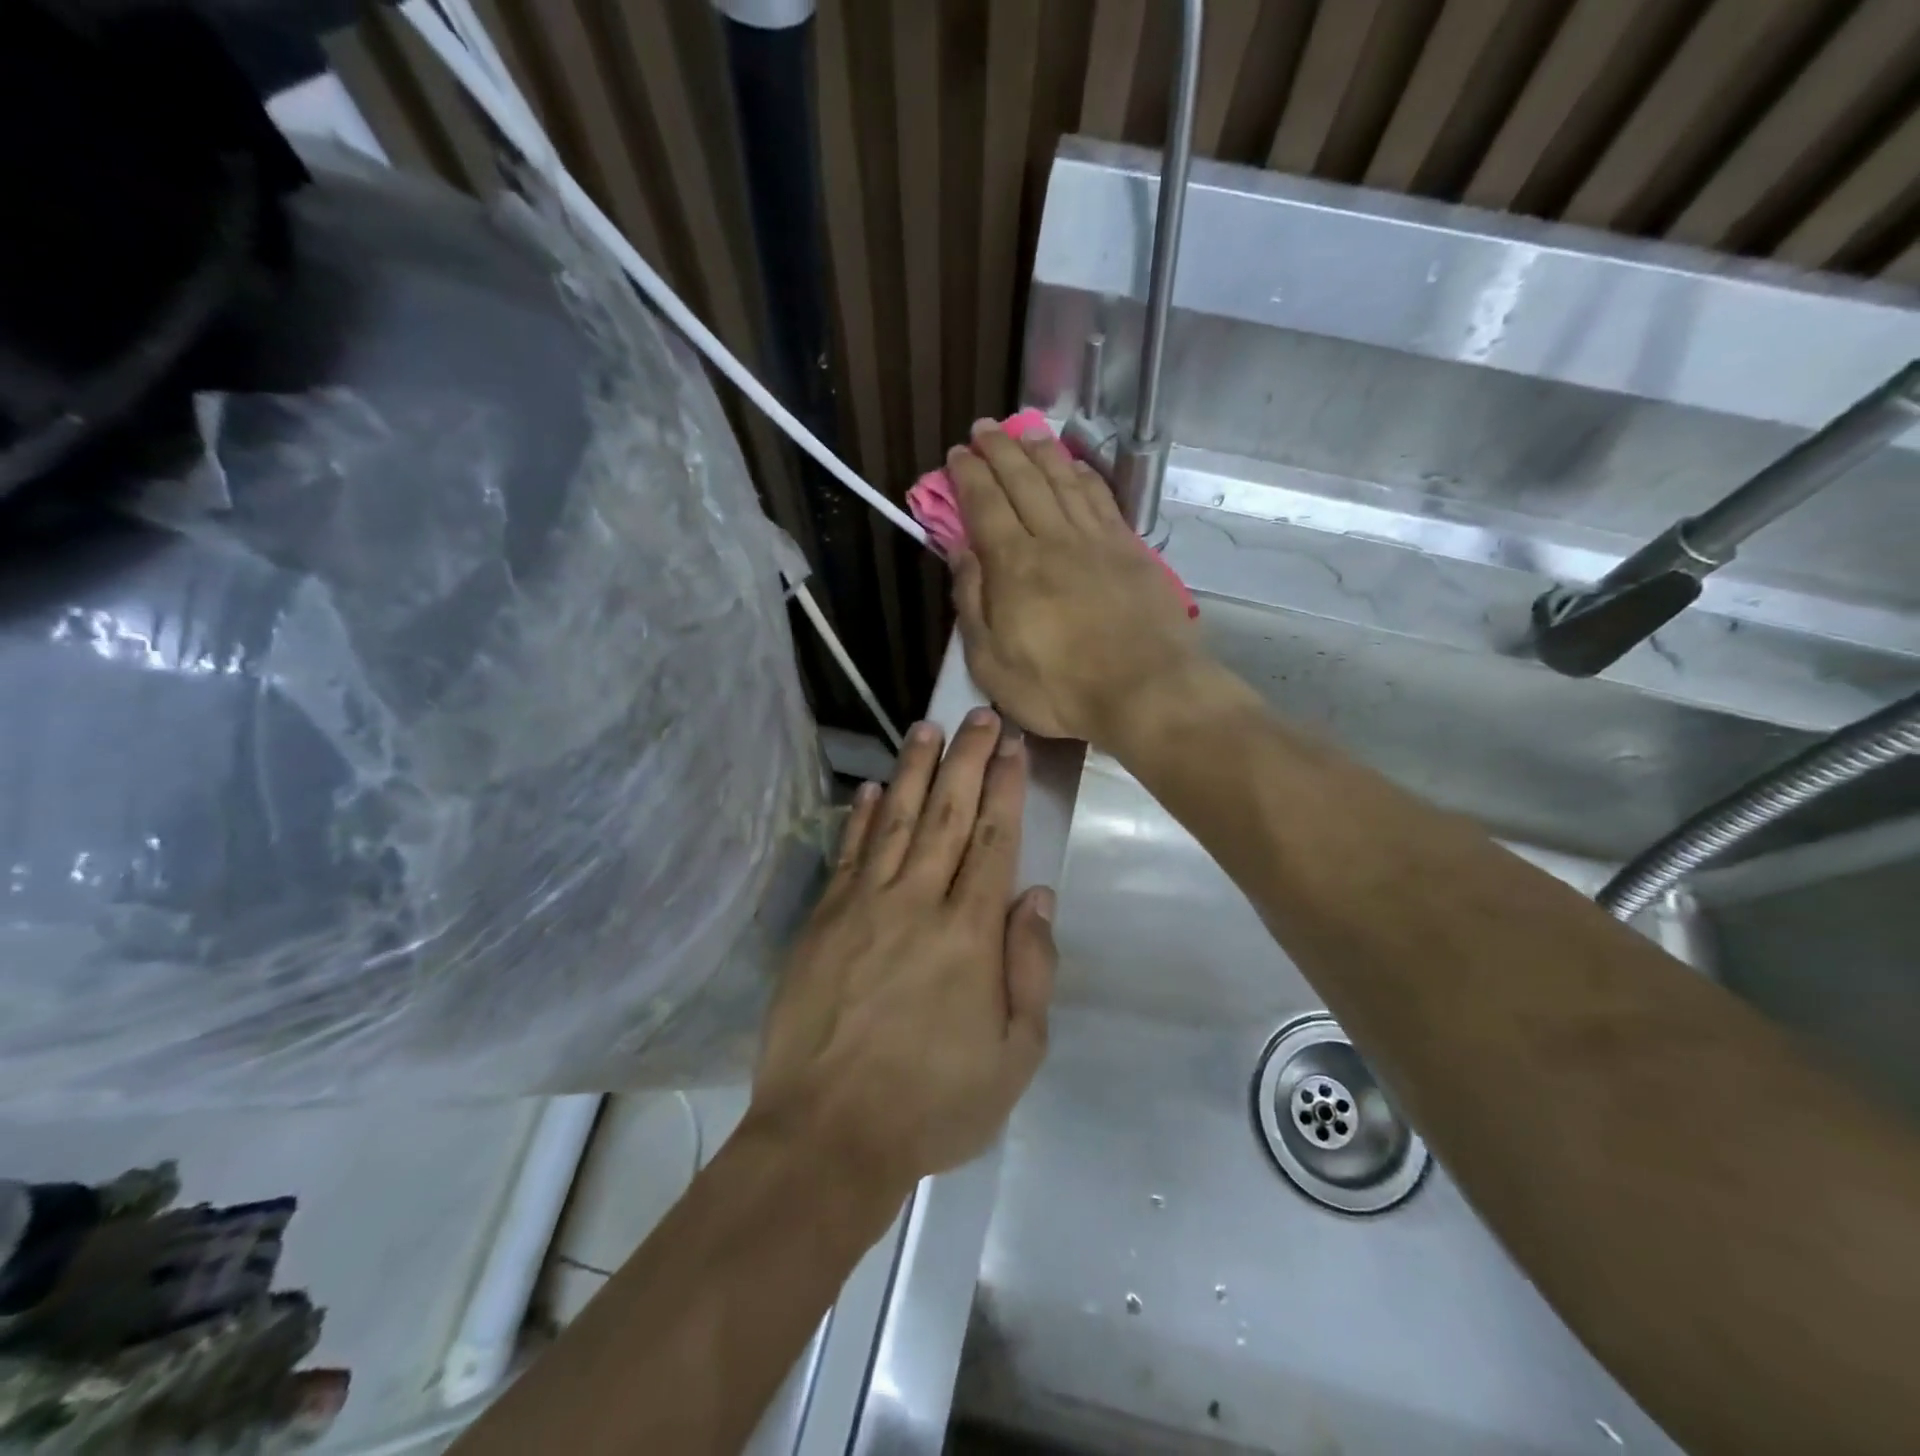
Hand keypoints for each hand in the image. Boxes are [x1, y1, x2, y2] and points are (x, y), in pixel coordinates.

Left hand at [750, 709, 1055, 1199]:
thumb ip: (1032, 968)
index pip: (994, 839)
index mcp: (970, 933)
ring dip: (916, 770)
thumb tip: (1036, 894)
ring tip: (929, 727)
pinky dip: (864, 816)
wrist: (828, 1136)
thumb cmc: (933, 1104)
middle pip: (948, 814)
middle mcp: (917, 902)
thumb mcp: (1015, 1057)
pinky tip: (876, 787)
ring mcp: (864, 906)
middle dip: (967, 759)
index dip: (1005, 787)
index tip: (1013, 745)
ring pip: (898, 821)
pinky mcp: (824, 920)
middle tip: (979, 715)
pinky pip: (850, 854)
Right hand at [945, 420, 1200, 742]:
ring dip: (1042, 451)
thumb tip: (959, 552)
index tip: (956, 455)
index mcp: (1014, 565)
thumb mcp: (991, 662)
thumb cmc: (1059, 688)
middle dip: (1000, 450)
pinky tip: (1076, 465)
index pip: (985, 504)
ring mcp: (1097, 540)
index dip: (968, 476)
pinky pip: (1102, 498)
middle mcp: (1054, 539)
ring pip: (1064, 480)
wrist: (1145, 691)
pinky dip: (1084, 475)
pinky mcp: (1131, 549)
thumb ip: (972, 603)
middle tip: (984, 429)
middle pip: (1024, 480)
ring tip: (1025, 431)